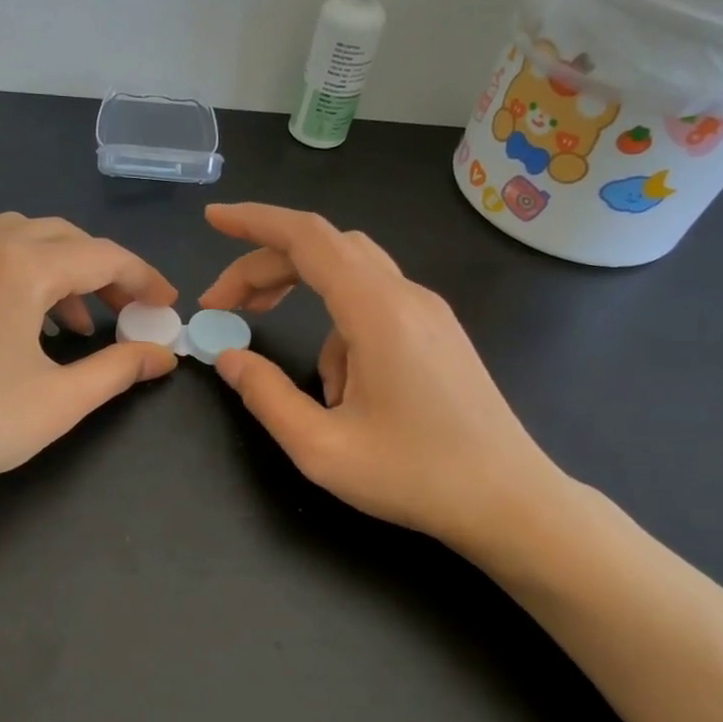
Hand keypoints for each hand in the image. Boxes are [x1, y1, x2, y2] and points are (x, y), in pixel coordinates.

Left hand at [0, 213, 178, 506]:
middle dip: (102, 271)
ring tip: (73, 326)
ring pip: (17, 241)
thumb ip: (119, 369)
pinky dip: (15, 278)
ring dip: (57, 272)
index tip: (167, 307)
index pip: (102, 256)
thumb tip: (163, 354)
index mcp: (20, 266)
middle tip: (125, 314)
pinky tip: (15, 327)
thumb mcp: (59, 401)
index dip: (143, 279)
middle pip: (61, 237)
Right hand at [199, 202, 567, 563]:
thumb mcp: (321, 448)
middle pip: (324, 250)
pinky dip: (339, 334)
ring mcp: (429, 313)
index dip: (253, 222)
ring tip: (306, 384)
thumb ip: (265, 396)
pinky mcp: (438, 333)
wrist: (510, 502)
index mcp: (377, 313)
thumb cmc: (415, 478)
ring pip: (349, 278)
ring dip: (304, 305)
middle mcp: (406, 297)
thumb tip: (229, 357)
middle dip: (265, 268)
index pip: (307, 238)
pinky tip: (346, 395)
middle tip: (222, 306)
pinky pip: (373, 310)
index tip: (212, 219)